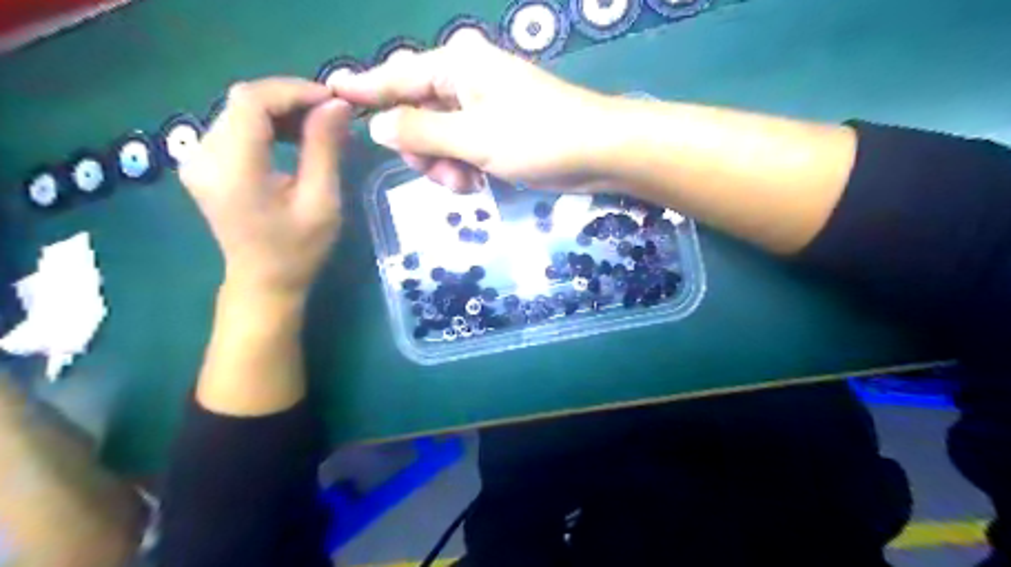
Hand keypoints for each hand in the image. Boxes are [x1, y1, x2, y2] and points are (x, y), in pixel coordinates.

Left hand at [179, 79, 352, 302]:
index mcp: (233, 168)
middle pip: (244, 102)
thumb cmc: (298, 250)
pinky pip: (235, 127)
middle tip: (332, 115)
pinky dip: (267, 124)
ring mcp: (197, 159)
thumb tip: (337, 105)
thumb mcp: (321, 201)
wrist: (264, 283)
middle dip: (291, 100)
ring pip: (239, 111)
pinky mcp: (203, 163)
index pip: (252, 101)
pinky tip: (293, 138)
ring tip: (318, 126)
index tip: (332, 100)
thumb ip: (324, 149)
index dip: (293, 90)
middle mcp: (203, 155)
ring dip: (281, 111)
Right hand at [333, 33, 616, 189]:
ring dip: (444, 166)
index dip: (365, 89)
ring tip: (466, 183)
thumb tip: (379, 126)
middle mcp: (466, 80)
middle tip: (442, 175)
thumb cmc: (538, 138)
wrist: (598, 152)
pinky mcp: (496, 130)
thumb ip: (422, 132)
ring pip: (438, 137)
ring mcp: (483, 107)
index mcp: (457, 66)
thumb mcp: (474, 138)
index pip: (397, 75)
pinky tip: (477, 184)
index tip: (330, 94)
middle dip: (423, 150)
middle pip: (416, 113)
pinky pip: (462, 149)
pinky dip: (463, 168)